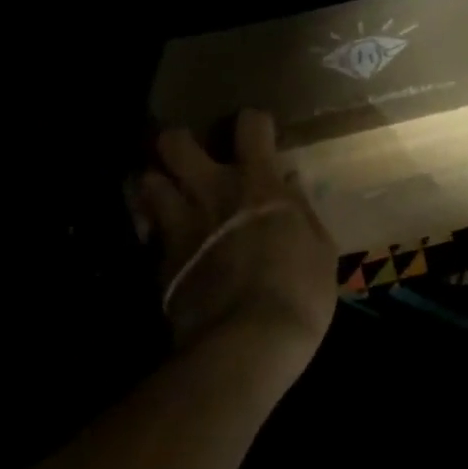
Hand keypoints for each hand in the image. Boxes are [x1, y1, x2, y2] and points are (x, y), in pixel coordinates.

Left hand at [134, 111, 336, 367]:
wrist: (247, 345)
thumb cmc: (299, 291)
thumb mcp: (320, 249)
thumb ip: (301, 211)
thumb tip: (289, 183)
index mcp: (257, 184)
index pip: (250, 126)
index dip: (253, 123)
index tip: (259, 136)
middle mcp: (211, 193)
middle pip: (175, 144)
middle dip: (178, 143)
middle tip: (191, 160)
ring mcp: (179, 227)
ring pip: (147, 182)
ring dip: (157, 185)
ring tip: (170, 197)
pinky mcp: (159, 264)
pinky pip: (150, 235)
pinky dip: (156, 233)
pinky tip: (170, 247)